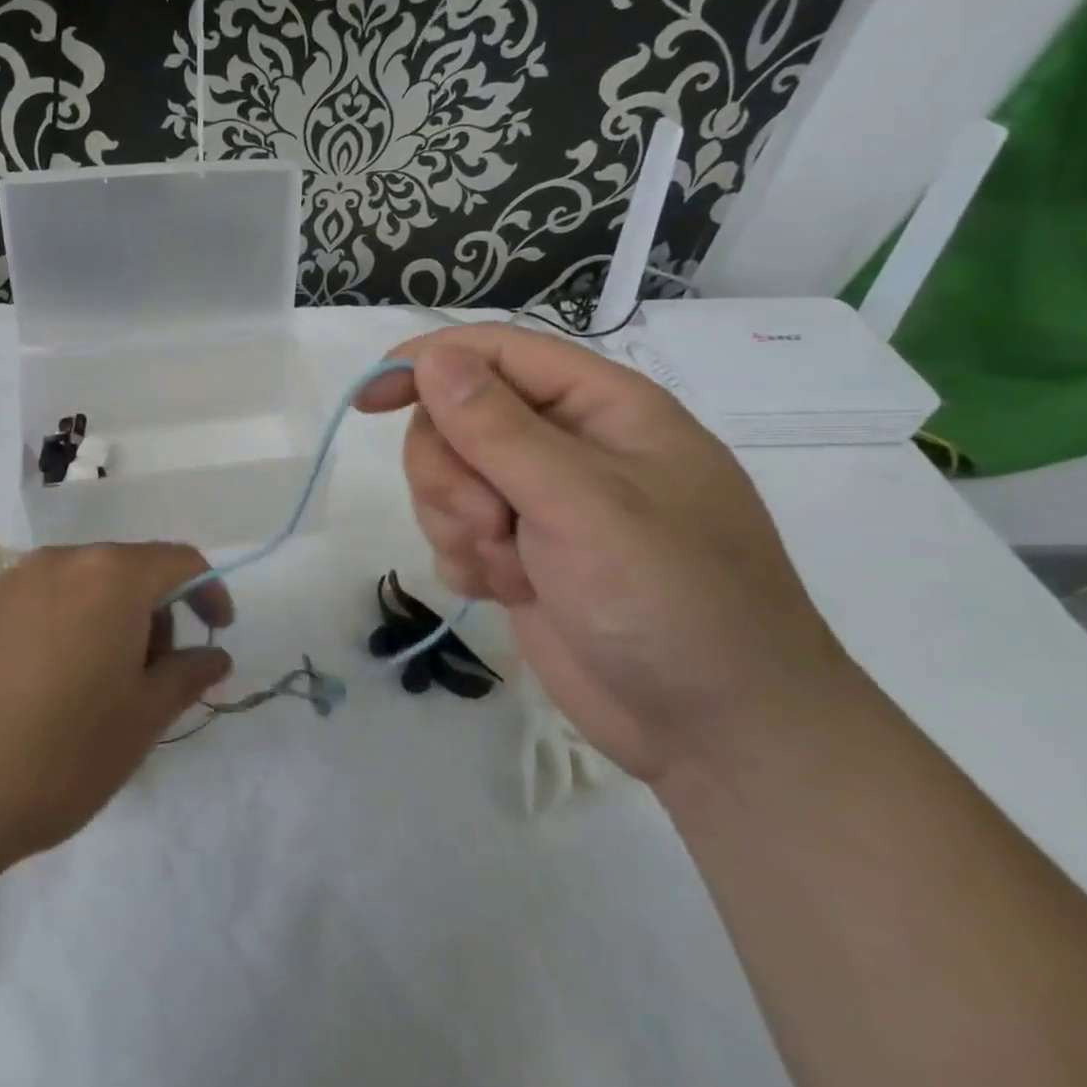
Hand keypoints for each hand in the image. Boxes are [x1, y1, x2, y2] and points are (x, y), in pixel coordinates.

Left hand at [0, 543, 233, 877]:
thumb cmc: (58, 754)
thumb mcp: (141, 720)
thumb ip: (187, 676)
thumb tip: (215, 656)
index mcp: (111, 575)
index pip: (180, 561)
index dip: (209, 591)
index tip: (219, 632)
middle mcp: (62, 560)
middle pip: (130, 570)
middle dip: (157, 613)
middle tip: (156, 677)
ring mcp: (13, 582)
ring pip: (86, 585)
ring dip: (112, 621)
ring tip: (102, 688)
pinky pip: (45, 601)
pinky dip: (70, 626)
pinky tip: (52, 687)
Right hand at [359, 324, 858, 786]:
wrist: (716, 734)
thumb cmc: (671, 600)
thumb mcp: (583, 504)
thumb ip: (499, 428)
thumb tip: (433, 358)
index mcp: (598, 406)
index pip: (493, 352)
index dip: (425, 364)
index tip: (369, 401)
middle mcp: (565, 444)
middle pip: (456, 418)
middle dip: (452, 473)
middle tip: (490, 522)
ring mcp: (540, 502)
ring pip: (446, 477)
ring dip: (457, 523)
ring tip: (507, 567)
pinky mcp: (521, 553)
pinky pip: (454, 530)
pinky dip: (465, 559)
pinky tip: (504, 592)